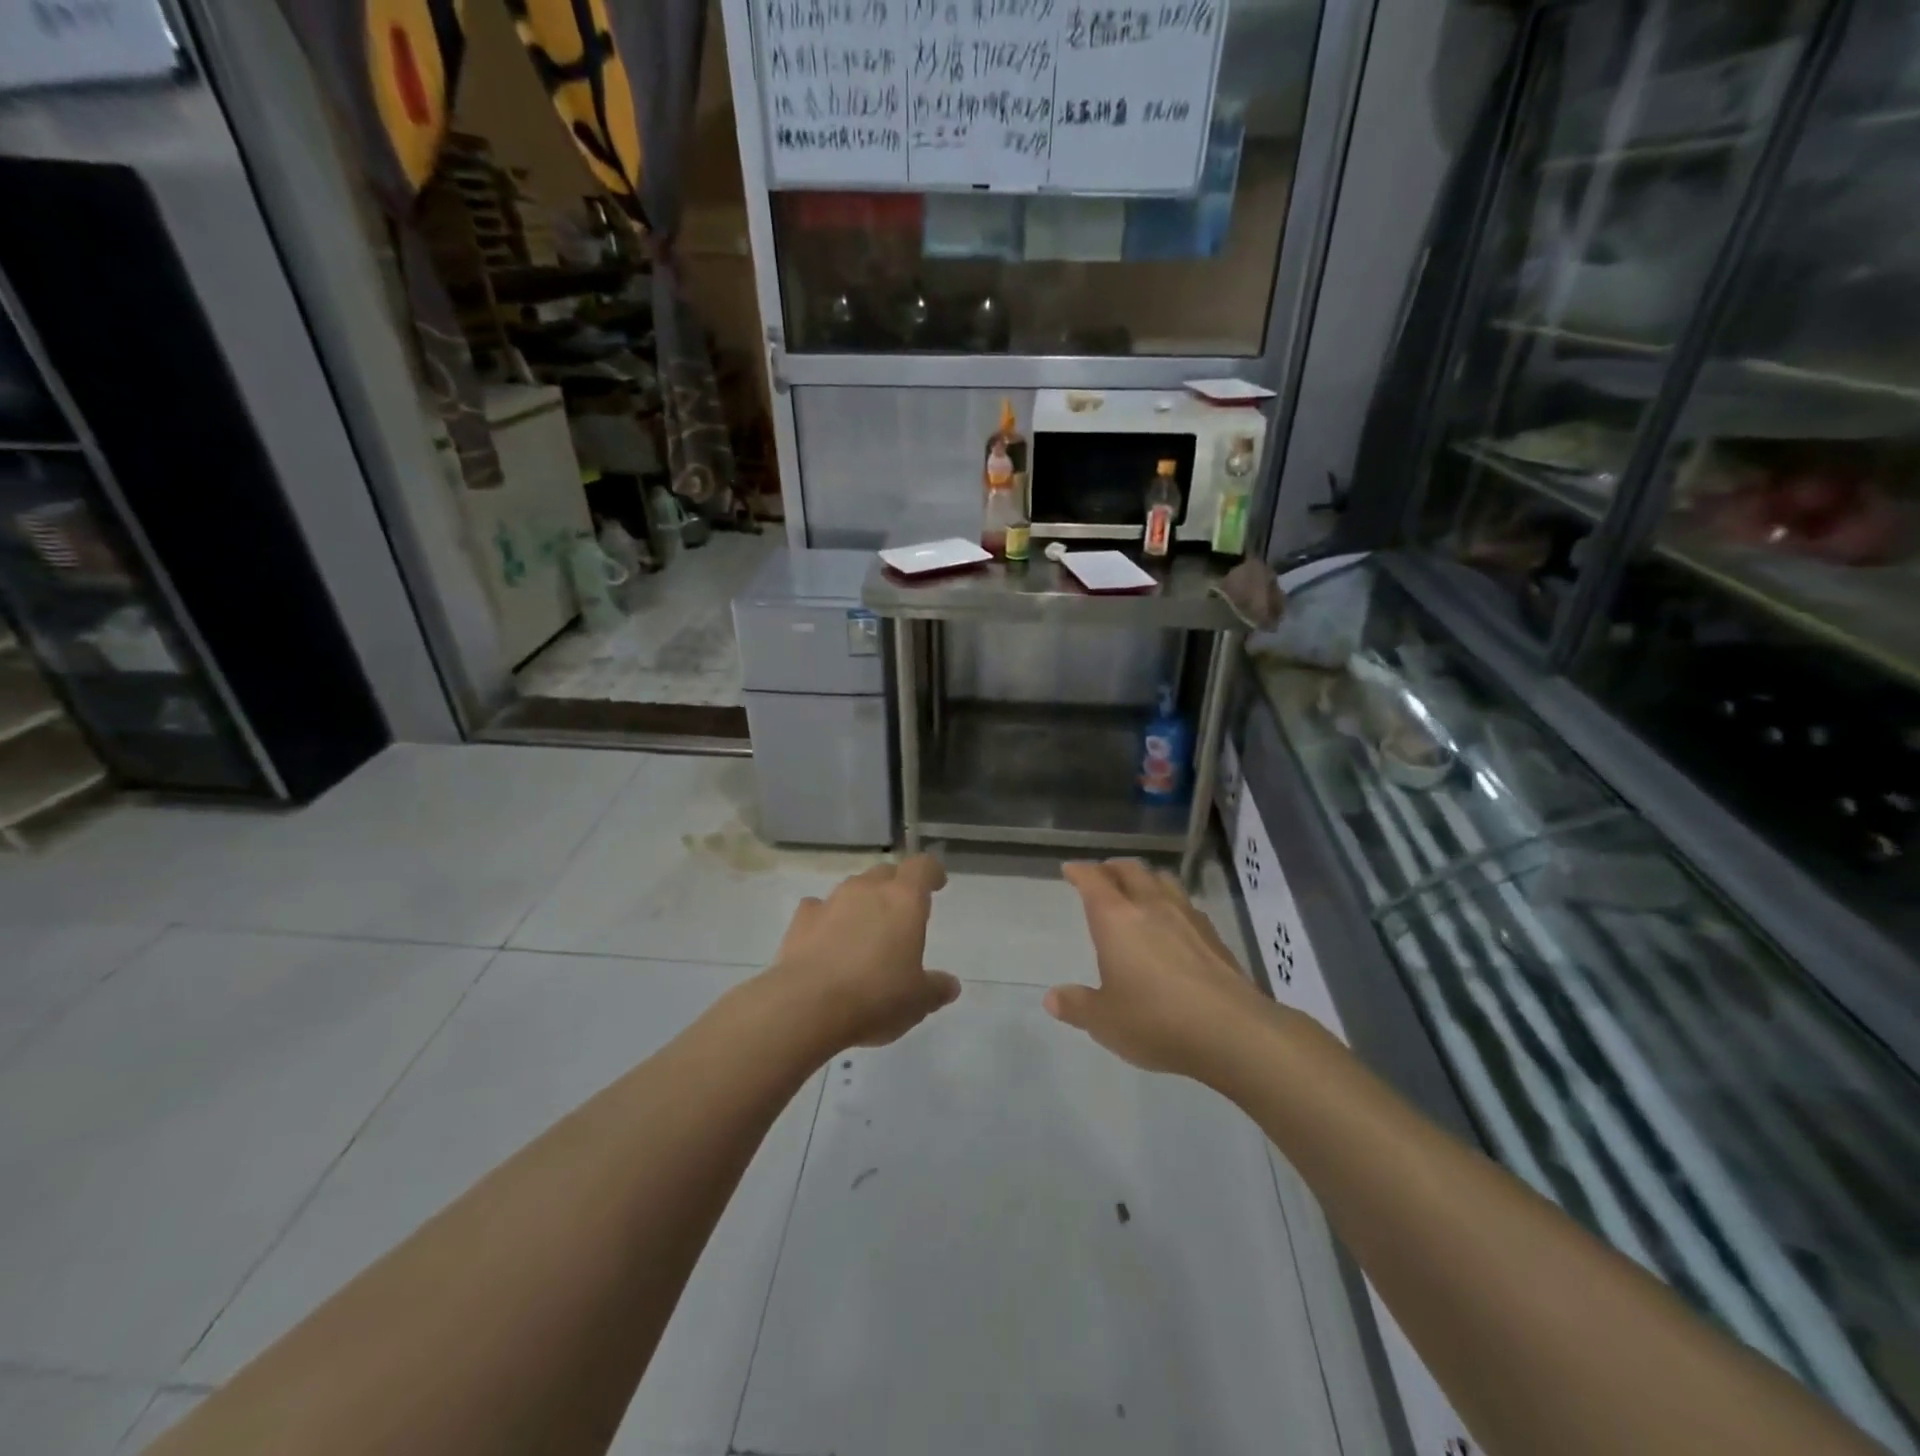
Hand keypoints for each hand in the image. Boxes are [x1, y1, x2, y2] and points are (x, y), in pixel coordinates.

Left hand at [767, 855, 961, 1051]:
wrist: (807, 1006)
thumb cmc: (876, 996)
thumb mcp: (918, 1001)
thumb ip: (936, 988)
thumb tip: (950, 985)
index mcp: (904, 900)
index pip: (922, 866)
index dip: (931, 873)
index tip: (937, 885)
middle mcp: (867, 890)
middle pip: (886, 873)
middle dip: (896, 886)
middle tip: (901, 914)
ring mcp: (831, 901)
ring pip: (853, 888)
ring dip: (862, 902)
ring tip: (865, 931)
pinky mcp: (801, 920)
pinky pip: (819, 908)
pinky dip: (826, 918)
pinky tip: (826, 940)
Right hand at [1045, 859, 1261, 1079]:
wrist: (1232, 1031)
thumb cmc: (1156, 1020)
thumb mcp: (1105, 1021)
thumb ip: (1077, 1006)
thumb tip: (1052, 998)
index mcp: (1116, 919)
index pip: (1093, 881)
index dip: (1080, 872)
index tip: (1071, 869)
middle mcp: (1150, 907)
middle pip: (1130, 871)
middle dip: (1112, 869)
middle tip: (1102, 875)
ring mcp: (1187, 917)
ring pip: (1162, 880)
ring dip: (1145, 879)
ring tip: (1138, 889)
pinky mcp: (1214, 935)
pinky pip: (1186, 904)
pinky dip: (1171, 902)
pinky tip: (1173, 922)